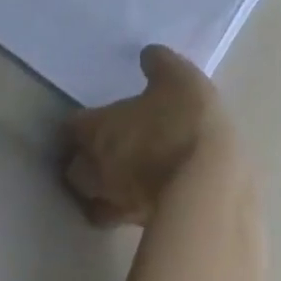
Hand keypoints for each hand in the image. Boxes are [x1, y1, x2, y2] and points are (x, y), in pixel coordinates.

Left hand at [62, 45, 244, 226]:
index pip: (73, 127)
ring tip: (116, 173)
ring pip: (93, 199)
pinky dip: (126, 204)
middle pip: (74, 168)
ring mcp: (118, 202)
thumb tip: (146, 56)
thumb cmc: (184, 119)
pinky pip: (122, 215)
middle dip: (81, 157)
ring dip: (98, 188)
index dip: (80, 120)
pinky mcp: (140, 225)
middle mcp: (99, 169)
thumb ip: (157, 62)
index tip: (90, 114)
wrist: (208, 183)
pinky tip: (144, 190)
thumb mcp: (176, 75)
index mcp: (100, 130)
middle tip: (99, 144)